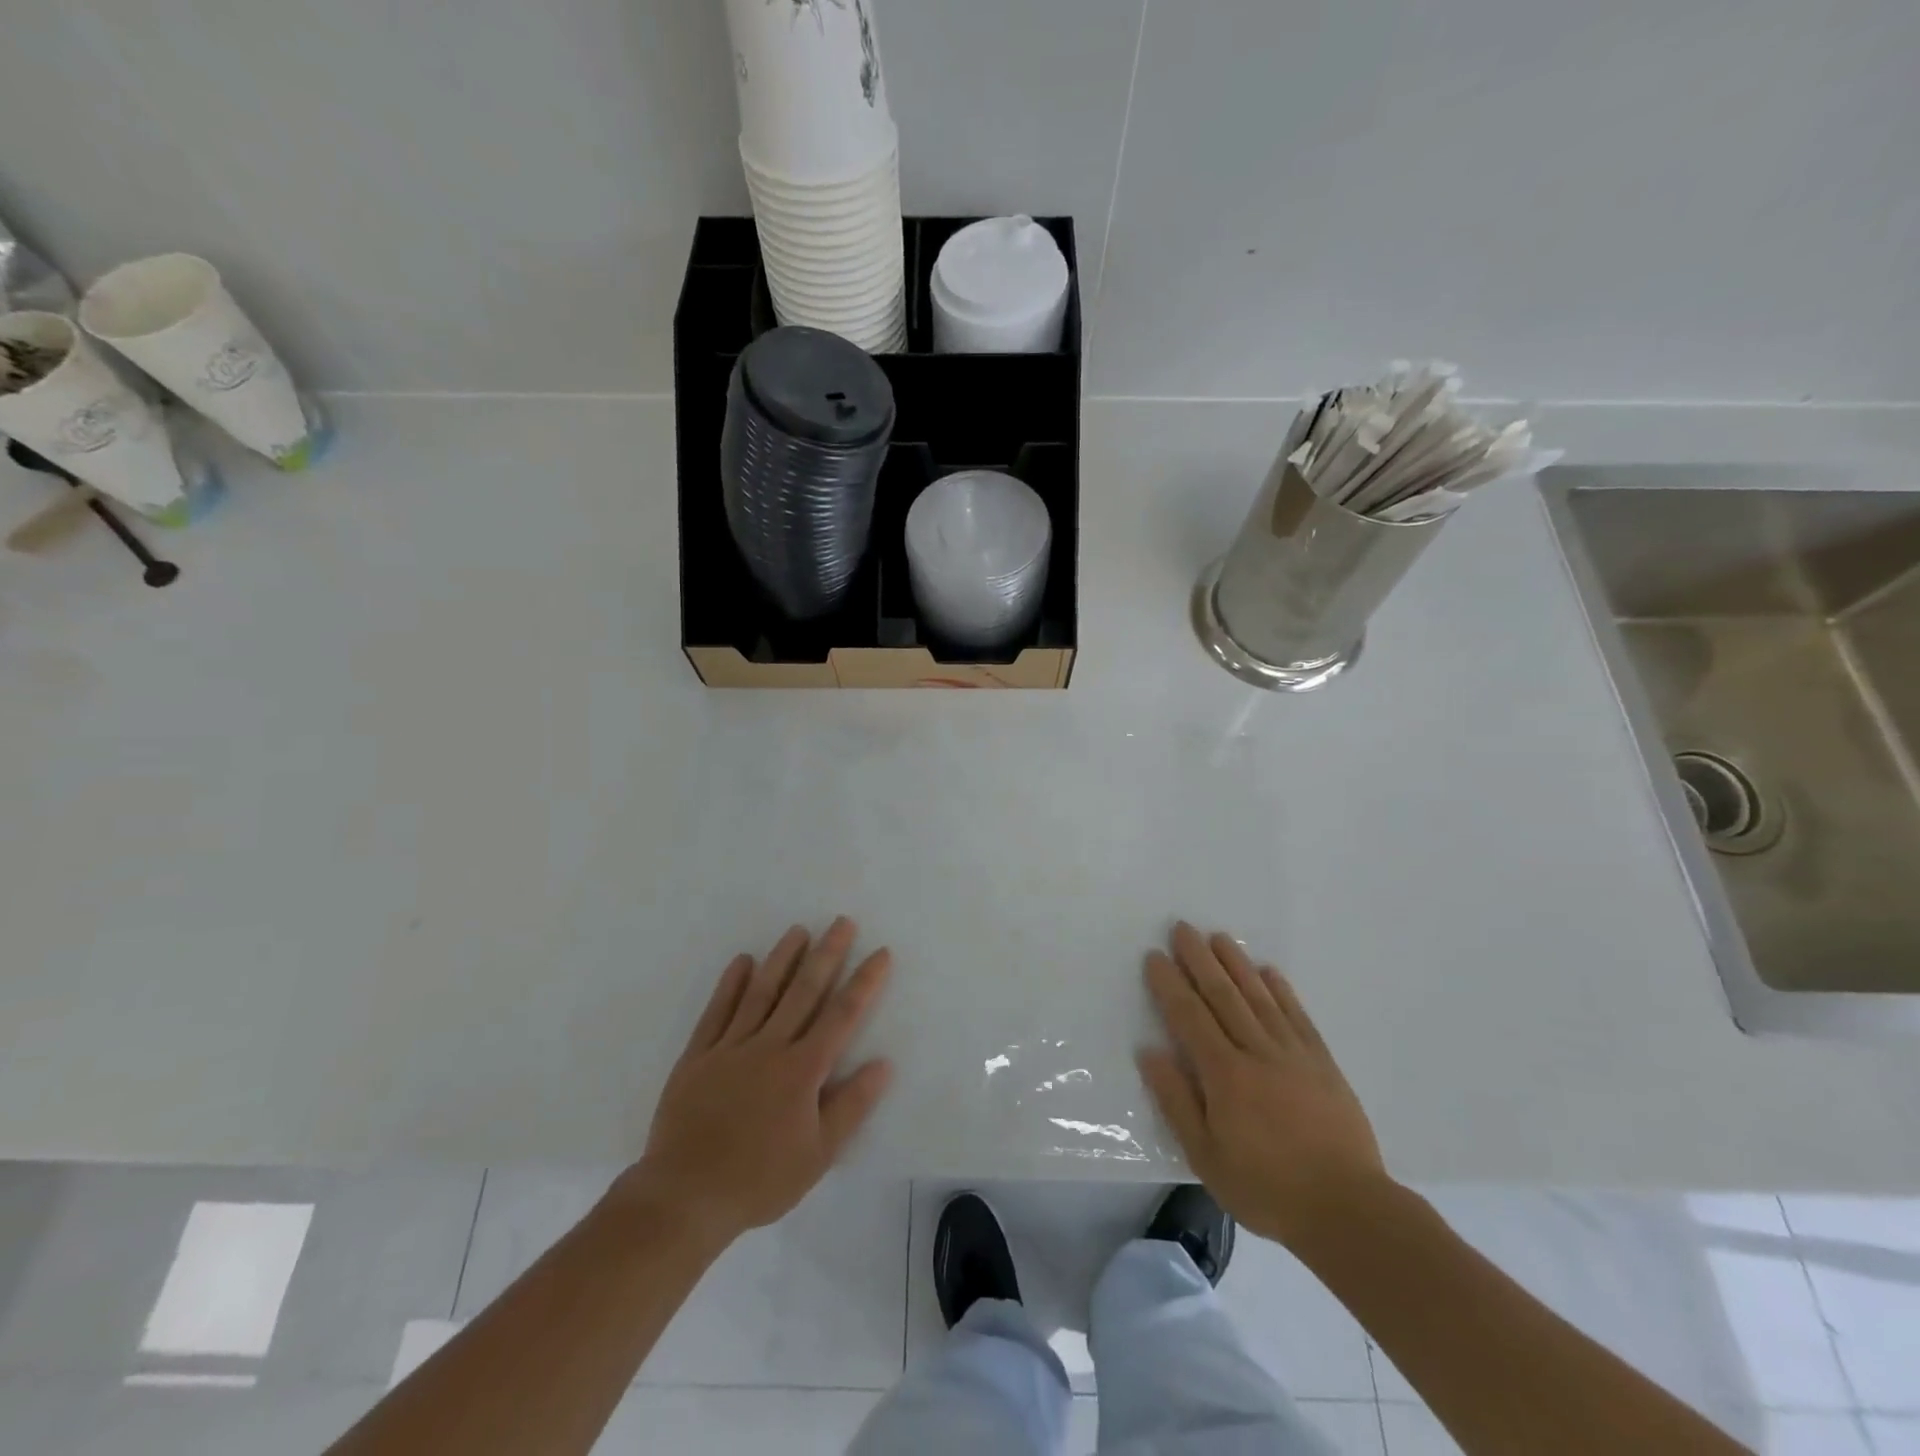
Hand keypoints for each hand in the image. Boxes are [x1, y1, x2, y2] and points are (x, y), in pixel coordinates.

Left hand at [617, 917, 893, 1243]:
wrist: (684, 1197)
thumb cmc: (759, 1179)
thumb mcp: (818, 1155)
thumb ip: (851, 1105)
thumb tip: (883, 1063)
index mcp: (802, 1069)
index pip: (841, 1015)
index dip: (864, 982)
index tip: (880, 953)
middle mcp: (769, 1046)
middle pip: (804, 991)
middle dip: (827, 954)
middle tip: (842, 922)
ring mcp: (730, 1047)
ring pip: (762, 992)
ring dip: (782, 958)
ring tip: (798, 930)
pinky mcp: (698, 1055)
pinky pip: (717, 1011)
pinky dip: (731, 984)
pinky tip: (743, 961)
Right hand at [1137, 922, 1388, 1250]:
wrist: (1348, 1210)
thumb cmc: (1266, 1188)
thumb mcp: (1206, 1157)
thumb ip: (1176, 1101)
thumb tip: (1150, 1051)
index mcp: (1224, 1075)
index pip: (1189, 1017)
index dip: (1169, 984)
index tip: (1155, 956)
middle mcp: (1257, 1052)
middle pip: (1222, 996)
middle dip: (1199, 959)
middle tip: (1182, 928)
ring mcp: (1293, 1054)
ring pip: (1259, 997)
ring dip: (1236, 964)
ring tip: (1219, 937)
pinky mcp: (1322, 1063)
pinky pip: (1297, 1016)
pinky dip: (1281, 990)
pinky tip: (1269, 972)